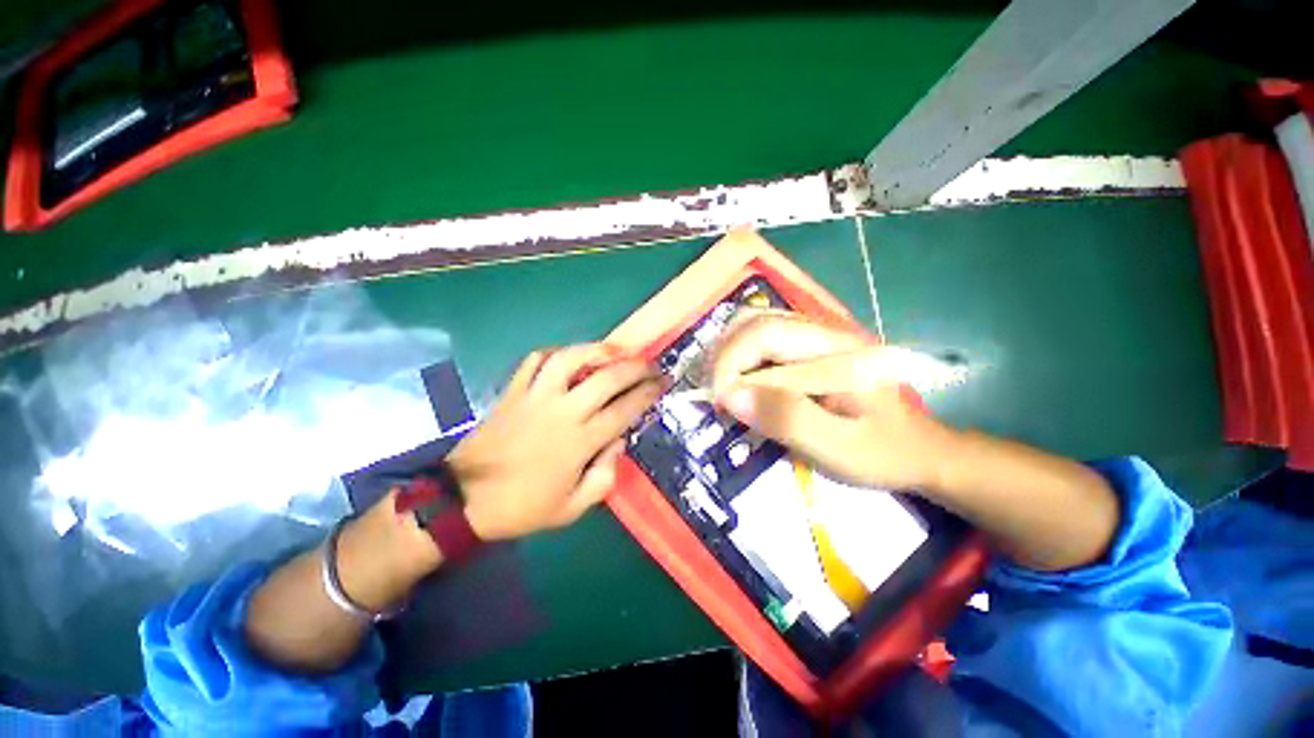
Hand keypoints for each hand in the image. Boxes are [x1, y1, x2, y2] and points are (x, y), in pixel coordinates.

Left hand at [449, 344, 663, 540]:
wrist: (464, 500)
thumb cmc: (522, 507)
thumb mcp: (572, 509)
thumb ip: (604, 477)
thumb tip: (618, 443)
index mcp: (580, 441)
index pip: (624, 409)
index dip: (647, 393)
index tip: (663, 382)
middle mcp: (562, 412)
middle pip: (606, 378)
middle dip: (635, 367)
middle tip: (650, 363)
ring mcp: (535, 397)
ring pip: (570, 359)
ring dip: (596, 350)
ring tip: (614, 350)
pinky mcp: (514, 391)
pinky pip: (535, 360)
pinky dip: (554, 352)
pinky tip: (569, 355)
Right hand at [710, 311, 959, 490]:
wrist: (921, 450)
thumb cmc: (883, 452)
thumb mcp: (838, 446)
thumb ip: (786, 419)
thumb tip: (730, 396)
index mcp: (835, 349)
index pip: (765, 333)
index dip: (730, 360)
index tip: (718, 399)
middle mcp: (824, 332)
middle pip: (755, 323)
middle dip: (724, 357)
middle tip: (714, 394)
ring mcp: (817, 339)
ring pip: (756, 328)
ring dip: (730, 356)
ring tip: (722, 390)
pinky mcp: (811, 351)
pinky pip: (765, 343)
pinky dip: (742, 360)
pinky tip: (741, 384)